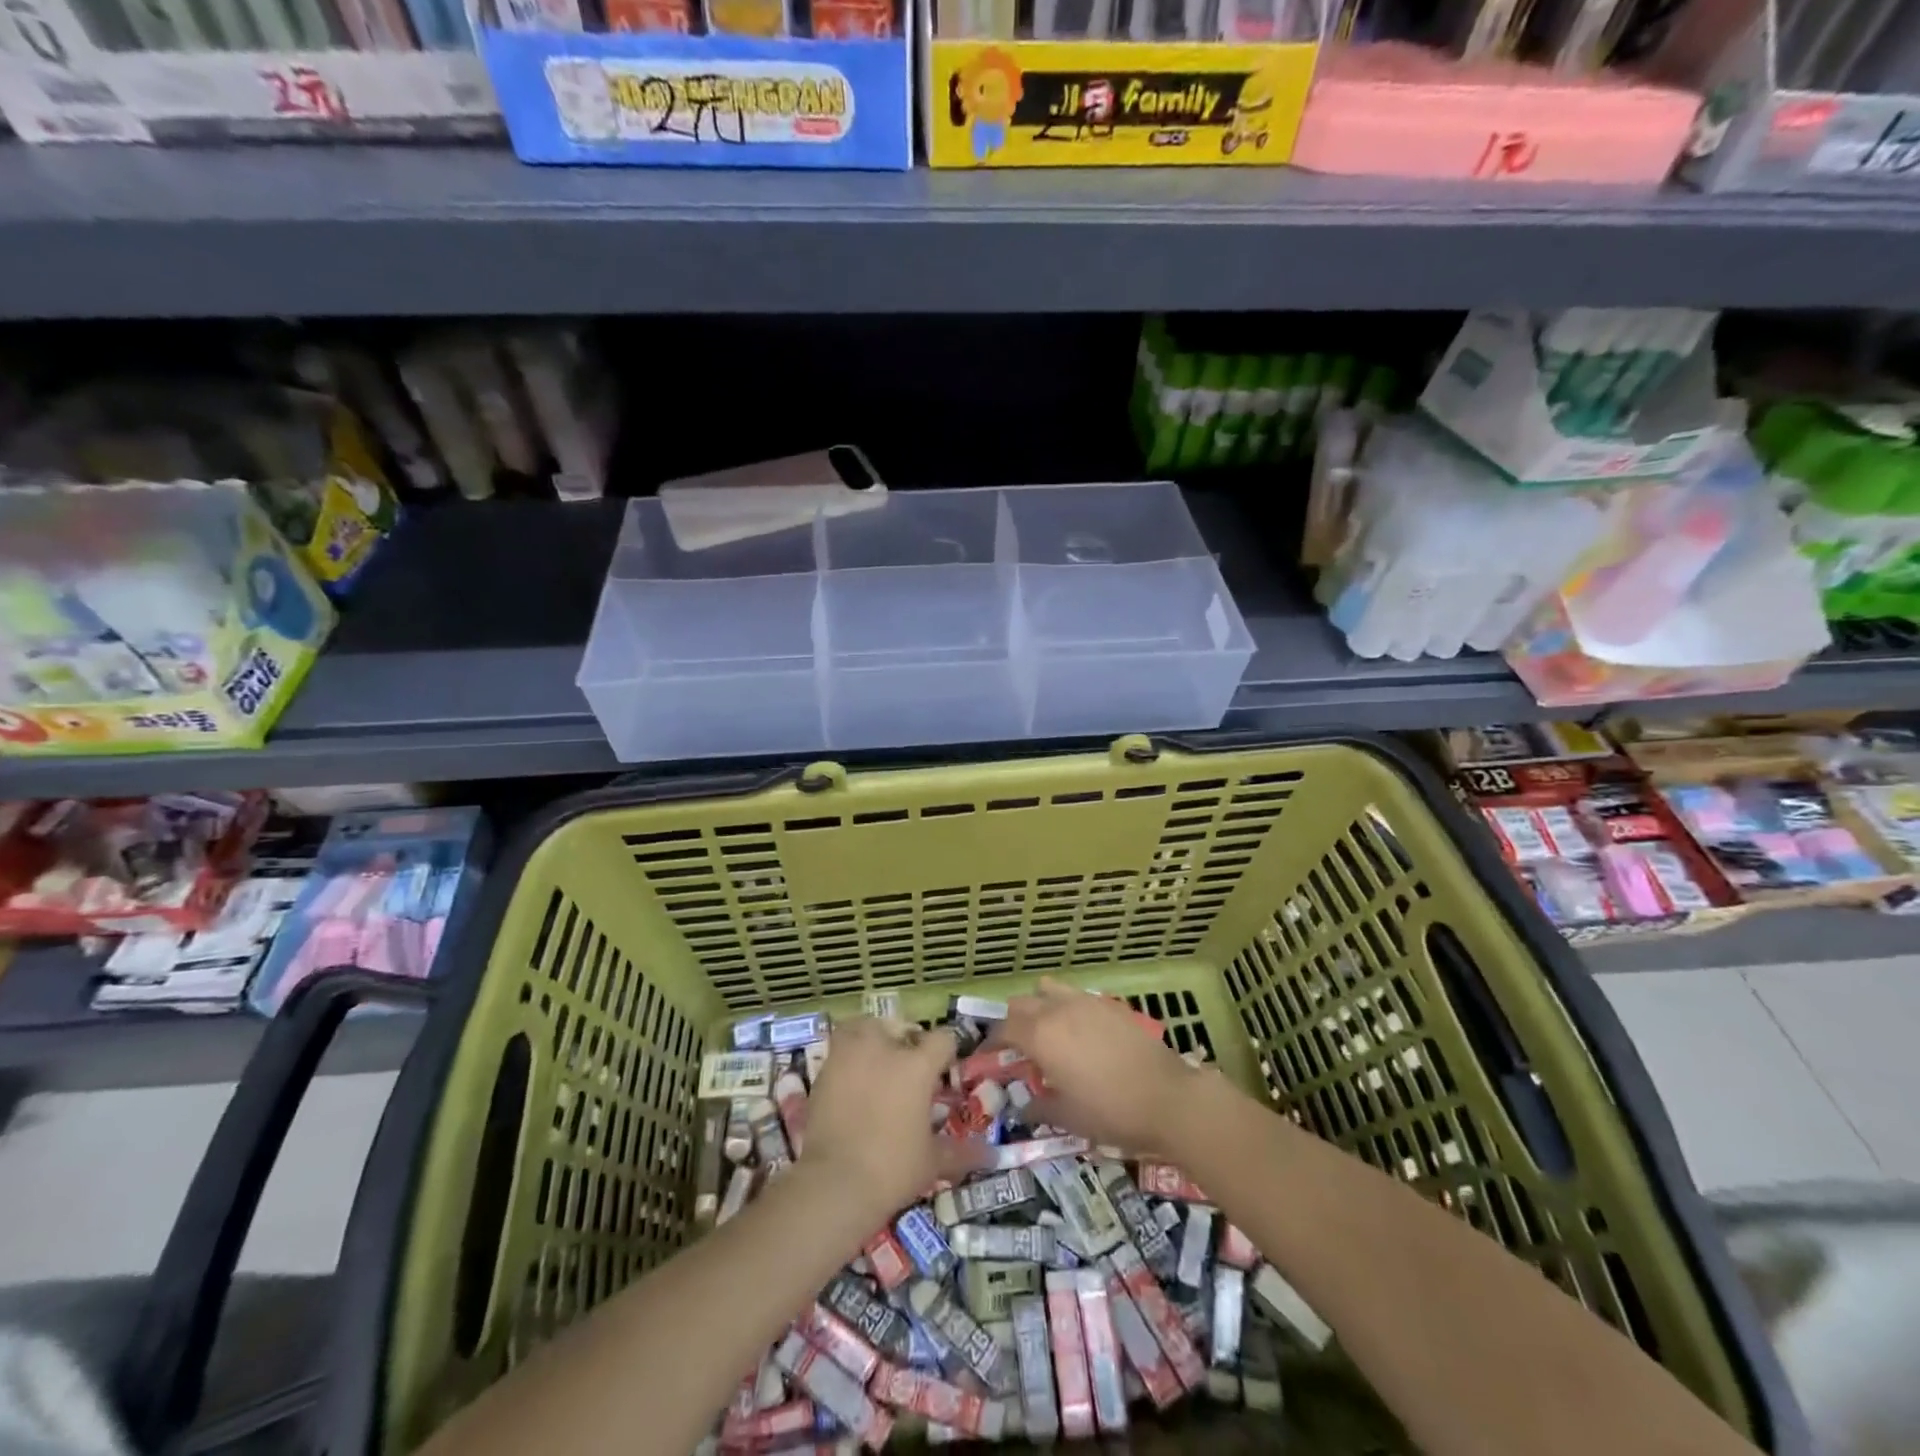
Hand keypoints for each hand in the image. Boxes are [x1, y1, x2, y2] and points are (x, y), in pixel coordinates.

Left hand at [801, 1018, 983, 1216]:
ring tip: (874, 1060)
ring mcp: (850, 1056)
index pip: (942, 1039)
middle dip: (904, 1040)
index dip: (946, 1052)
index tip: (944, 1070)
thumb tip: (991, 1155)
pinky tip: (851, 1084)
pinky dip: (846, 1060)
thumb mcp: (932, 1162)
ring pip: (861, 1027)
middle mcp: (884, 1049)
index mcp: (917, 1066)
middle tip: (907, 1066)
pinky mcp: (823, 1072)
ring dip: (870, 1037)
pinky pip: (838, 1052)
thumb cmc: (892, 1168)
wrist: (835, 1182)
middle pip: (898, 1025)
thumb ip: (961, 1152)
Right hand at [999, 977, 1201, 1154]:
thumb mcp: (1068, 1119)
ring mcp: (1086, 1001)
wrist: (1169, 1098)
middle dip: (1013, 1022)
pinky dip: (1067, 1006)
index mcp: (1040, 1036)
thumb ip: (1039, 1108)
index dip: (991, 1041)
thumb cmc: (1112, 1112)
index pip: (1003, 1028)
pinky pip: (1077, 995)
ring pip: (1048, 989)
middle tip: (1016, 1047)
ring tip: (1047, 1031)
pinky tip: (1080, 1032)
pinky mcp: (1110, 1004)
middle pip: (1021, 1003)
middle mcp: (1058, 1010)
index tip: (988, 1055)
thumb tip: (1023, 1106)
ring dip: (1039, 1005)